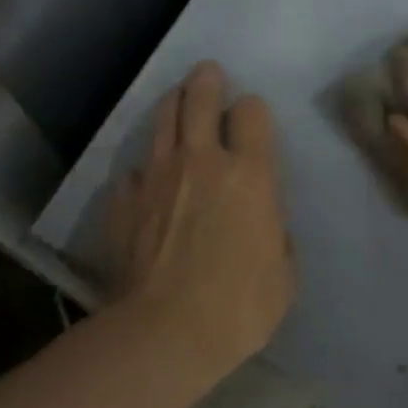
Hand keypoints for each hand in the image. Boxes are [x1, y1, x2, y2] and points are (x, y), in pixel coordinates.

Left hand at [107, 61, 294, 378]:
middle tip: (207, 73)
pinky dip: (143, 169)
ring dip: (173, 105)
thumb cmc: (240, 307)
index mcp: (251, 173)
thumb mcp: (283, 273)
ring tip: (178, 101)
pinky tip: (146, 180)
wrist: (165, 334)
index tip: (251, 120)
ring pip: (162, 120)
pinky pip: (133, 170)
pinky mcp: (124, 201)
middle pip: (200, 98)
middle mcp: (202, 161)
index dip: (252, 110)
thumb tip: (264, 224)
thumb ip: (275, 234)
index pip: (251, 111)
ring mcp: (157, 177)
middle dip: (206, 81)